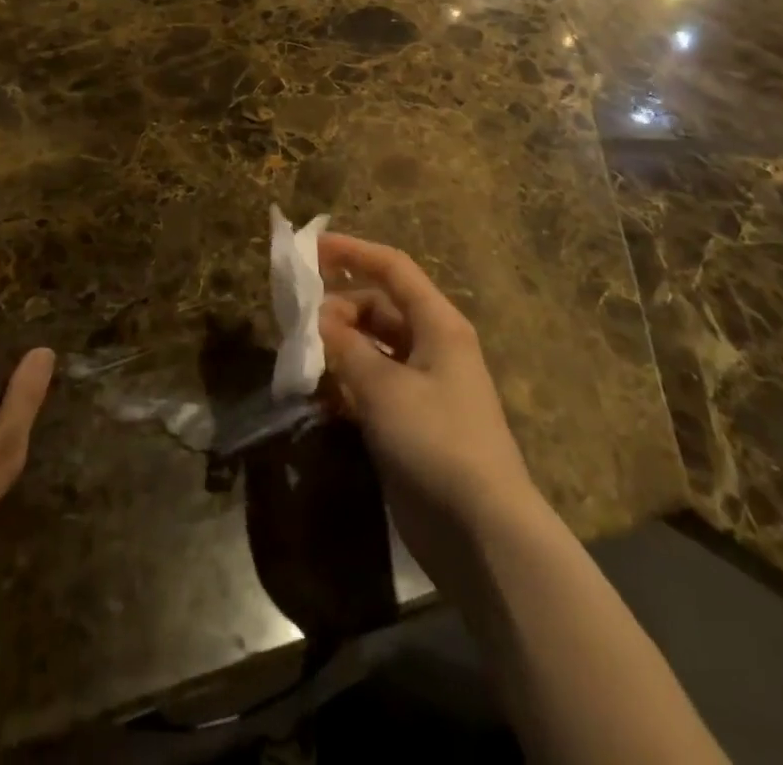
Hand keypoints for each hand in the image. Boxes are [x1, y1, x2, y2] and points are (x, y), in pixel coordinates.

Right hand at [317, 233, 537, 582]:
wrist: (482, 533)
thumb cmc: (437, 441)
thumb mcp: (385, 387)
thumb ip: (347, 348)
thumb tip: (318, 319)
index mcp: (438, 324)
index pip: (393, 269)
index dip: (353, 252)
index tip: (311, 249)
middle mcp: (432, 346)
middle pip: (379, 308)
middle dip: (339, 308)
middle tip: (300, 324)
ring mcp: (423, 387)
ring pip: (373, 348)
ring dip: (340, 348)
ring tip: (303, 357)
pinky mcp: (411, 423)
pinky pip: (373, 386)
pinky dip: (347, 383)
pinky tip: (319, 395)